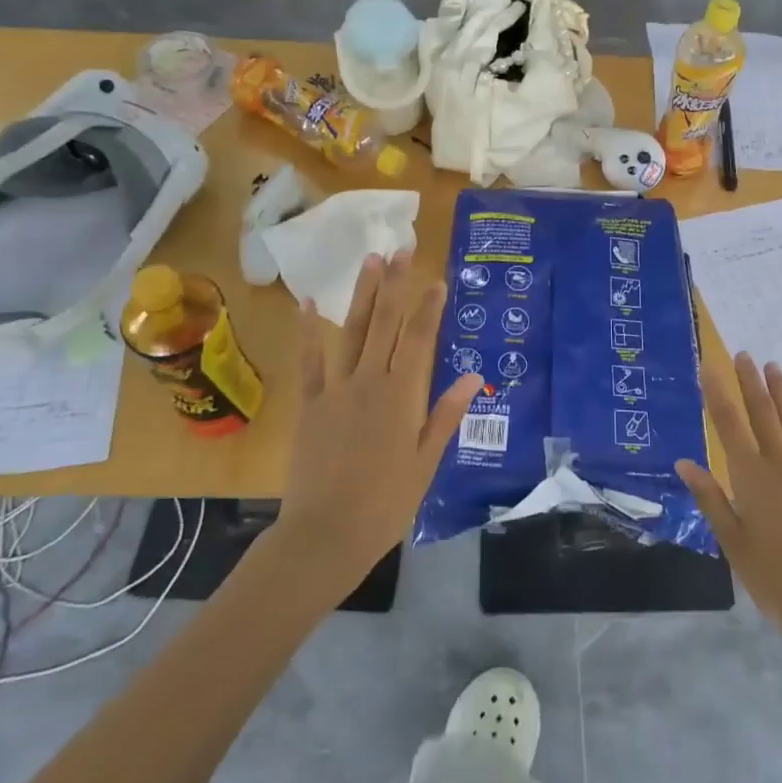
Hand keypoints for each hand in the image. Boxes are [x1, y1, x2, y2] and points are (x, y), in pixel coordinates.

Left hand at [272, 252, 481, 605]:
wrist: (325, 534)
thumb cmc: (385, 503)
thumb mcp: (426, 462)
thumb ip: (445, 415)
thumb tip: (472, 377)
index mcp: (403, 396)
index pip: (420, 339)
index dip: (430, 307)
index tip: (437, 279)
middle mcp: (370, 381)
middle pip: (385, 323)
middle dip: (395, 283)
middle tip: (400, 248)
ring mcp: (336, 389)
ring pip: (352, 331)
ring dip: (362, 294)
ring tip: (369, 260)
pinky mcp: (311, 403)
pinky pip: (310, 360)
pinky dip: (308, 332)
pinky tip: (309, 305)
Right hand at [676, 355, 781, 647]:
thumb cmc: (772, 574)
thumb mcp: (731, 540)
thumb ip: (710, 498)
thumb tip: (685, 463)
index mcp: (750, 476)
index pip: (728, 424)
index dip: (717, 393)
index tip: (709, 365)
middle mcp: (778, 464)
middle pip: (762, 414)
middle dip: (750, 382)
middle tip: (743, 353)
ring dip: (781, 394)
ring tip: (773, 366)